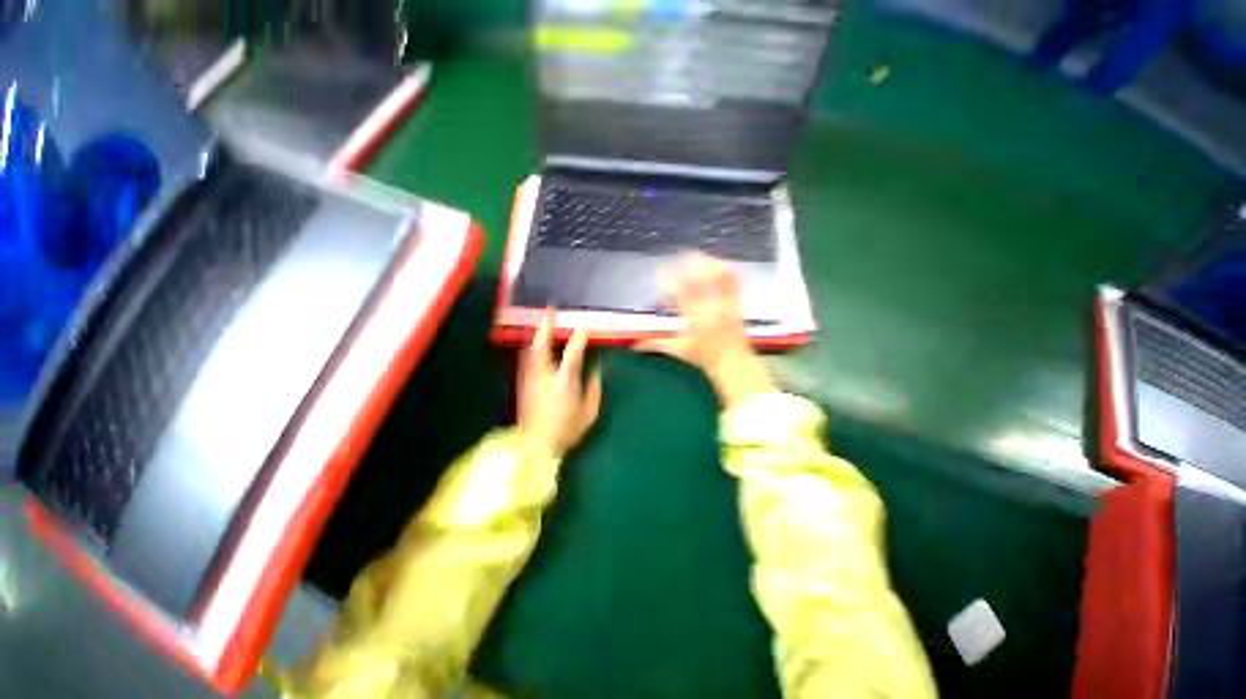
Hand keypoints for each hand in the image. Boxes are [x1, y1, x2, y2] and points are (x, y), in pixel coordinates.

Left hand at [518, 308, 602, 458]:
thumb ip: (593, 389)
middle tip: (550, 311)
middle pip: (542, 344)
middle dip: (546, 326)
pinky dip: (532, 349)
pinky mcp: (523, 385)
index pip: (573, 352)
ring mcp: (530, 379)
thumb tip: (594, 372)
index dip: (580, 336)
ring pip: (531, 350)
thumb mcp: (589, 413)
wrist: (535, 447)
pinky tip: (534, 347)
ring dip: (538, 335)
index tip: (585, 325)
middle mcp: (544, 375)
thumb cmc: (566, 430)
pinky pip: (526, 360)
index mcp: (564, 381)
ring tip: (543, 325)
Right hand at [636, 253, 776, 407]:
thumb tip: (636, 345)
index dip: (670, 280)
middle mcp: (712, 308)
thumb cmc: (704, 357)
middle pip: (703, 279)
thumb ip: (656, 344)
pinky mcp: (737, 303)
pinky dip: (725, 270)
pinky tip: (718, 263)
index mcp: (696, 319)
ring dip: (708, 263)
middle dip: (691, 264)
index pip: (681, 294)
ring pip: (719, 276)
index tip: (662, 271)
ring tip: (698, 257)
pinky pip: (734, 281)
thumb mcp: (678, 350)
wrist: (733, 362)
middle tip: (680, 255)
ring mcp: (726, 304)